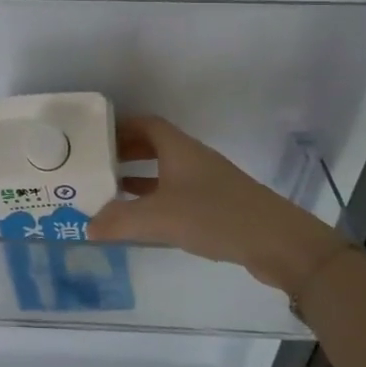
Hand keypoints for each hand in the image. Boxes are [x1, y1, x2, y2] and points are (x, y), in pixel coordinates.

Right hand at [87, 115, 346, 296]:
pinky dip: (156, 198)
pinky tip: (144, 217)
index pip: (145, 124)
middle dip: (125, 152)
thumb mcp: (159, 218)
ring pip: (165, 170)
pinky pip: (177, 192)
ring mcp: (206, 182)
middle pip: (153, 145)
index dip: (120, 126)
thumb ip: (119, 220)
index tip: (95, 136)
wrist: (278, 243)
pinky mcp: (217, 205)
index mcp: (178, 149)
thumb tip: (87, 226)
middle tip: (96, 164)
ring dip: (139, 176)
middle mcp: (192, 158)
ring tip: (110, 190)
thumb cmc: (216, 216)